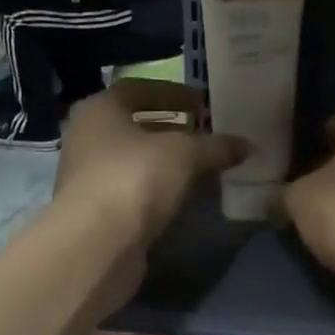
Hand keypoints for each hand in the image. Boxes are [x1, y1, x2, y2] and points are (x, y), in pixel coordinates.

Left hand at [55, 81, 248, 246]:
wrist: (95, 245)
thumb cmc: (135, 177)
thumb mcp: (185, 153)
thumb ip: (216, 145)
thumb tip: (247, 145)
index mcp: (100, 109)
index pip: (139, 89)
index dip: (175, 93)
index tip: (205, 104)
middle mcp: (87, 137)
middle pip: (135, 124)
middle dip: (172, 127)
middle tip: (206, 131)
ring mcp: (89, 176)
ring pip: (135, 158)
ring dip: (166, 159)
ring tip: (202, 162)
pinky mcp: (97, 211)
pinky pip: (134, 188)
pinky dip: (159, 186)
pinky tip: (185, 192)